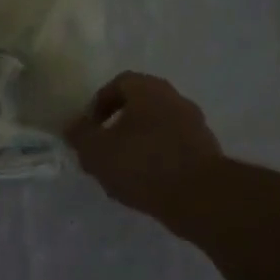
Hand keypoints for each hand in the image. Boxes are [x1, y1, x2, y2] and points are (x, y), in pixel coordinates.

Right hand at [64, 71, 223, 218]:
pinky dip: (158, 160)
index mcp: (149, 89)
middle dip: (118, 126)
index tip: (88, 128)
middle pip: (140, 105)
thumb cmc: (143, 164)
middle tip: (103, 150)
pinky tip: (146, 184)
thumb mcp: (97, 152)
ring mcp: (195, 124)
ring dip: (138, 144)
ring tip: (122, 173)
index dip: (99, 103)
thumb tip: (72, 125)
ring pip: (157, 128)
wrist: (201, 196)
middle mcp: (175, 99)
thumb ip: (80, 136)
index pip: (119, 83)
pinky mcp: (206, 150)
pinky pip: (174, 148)